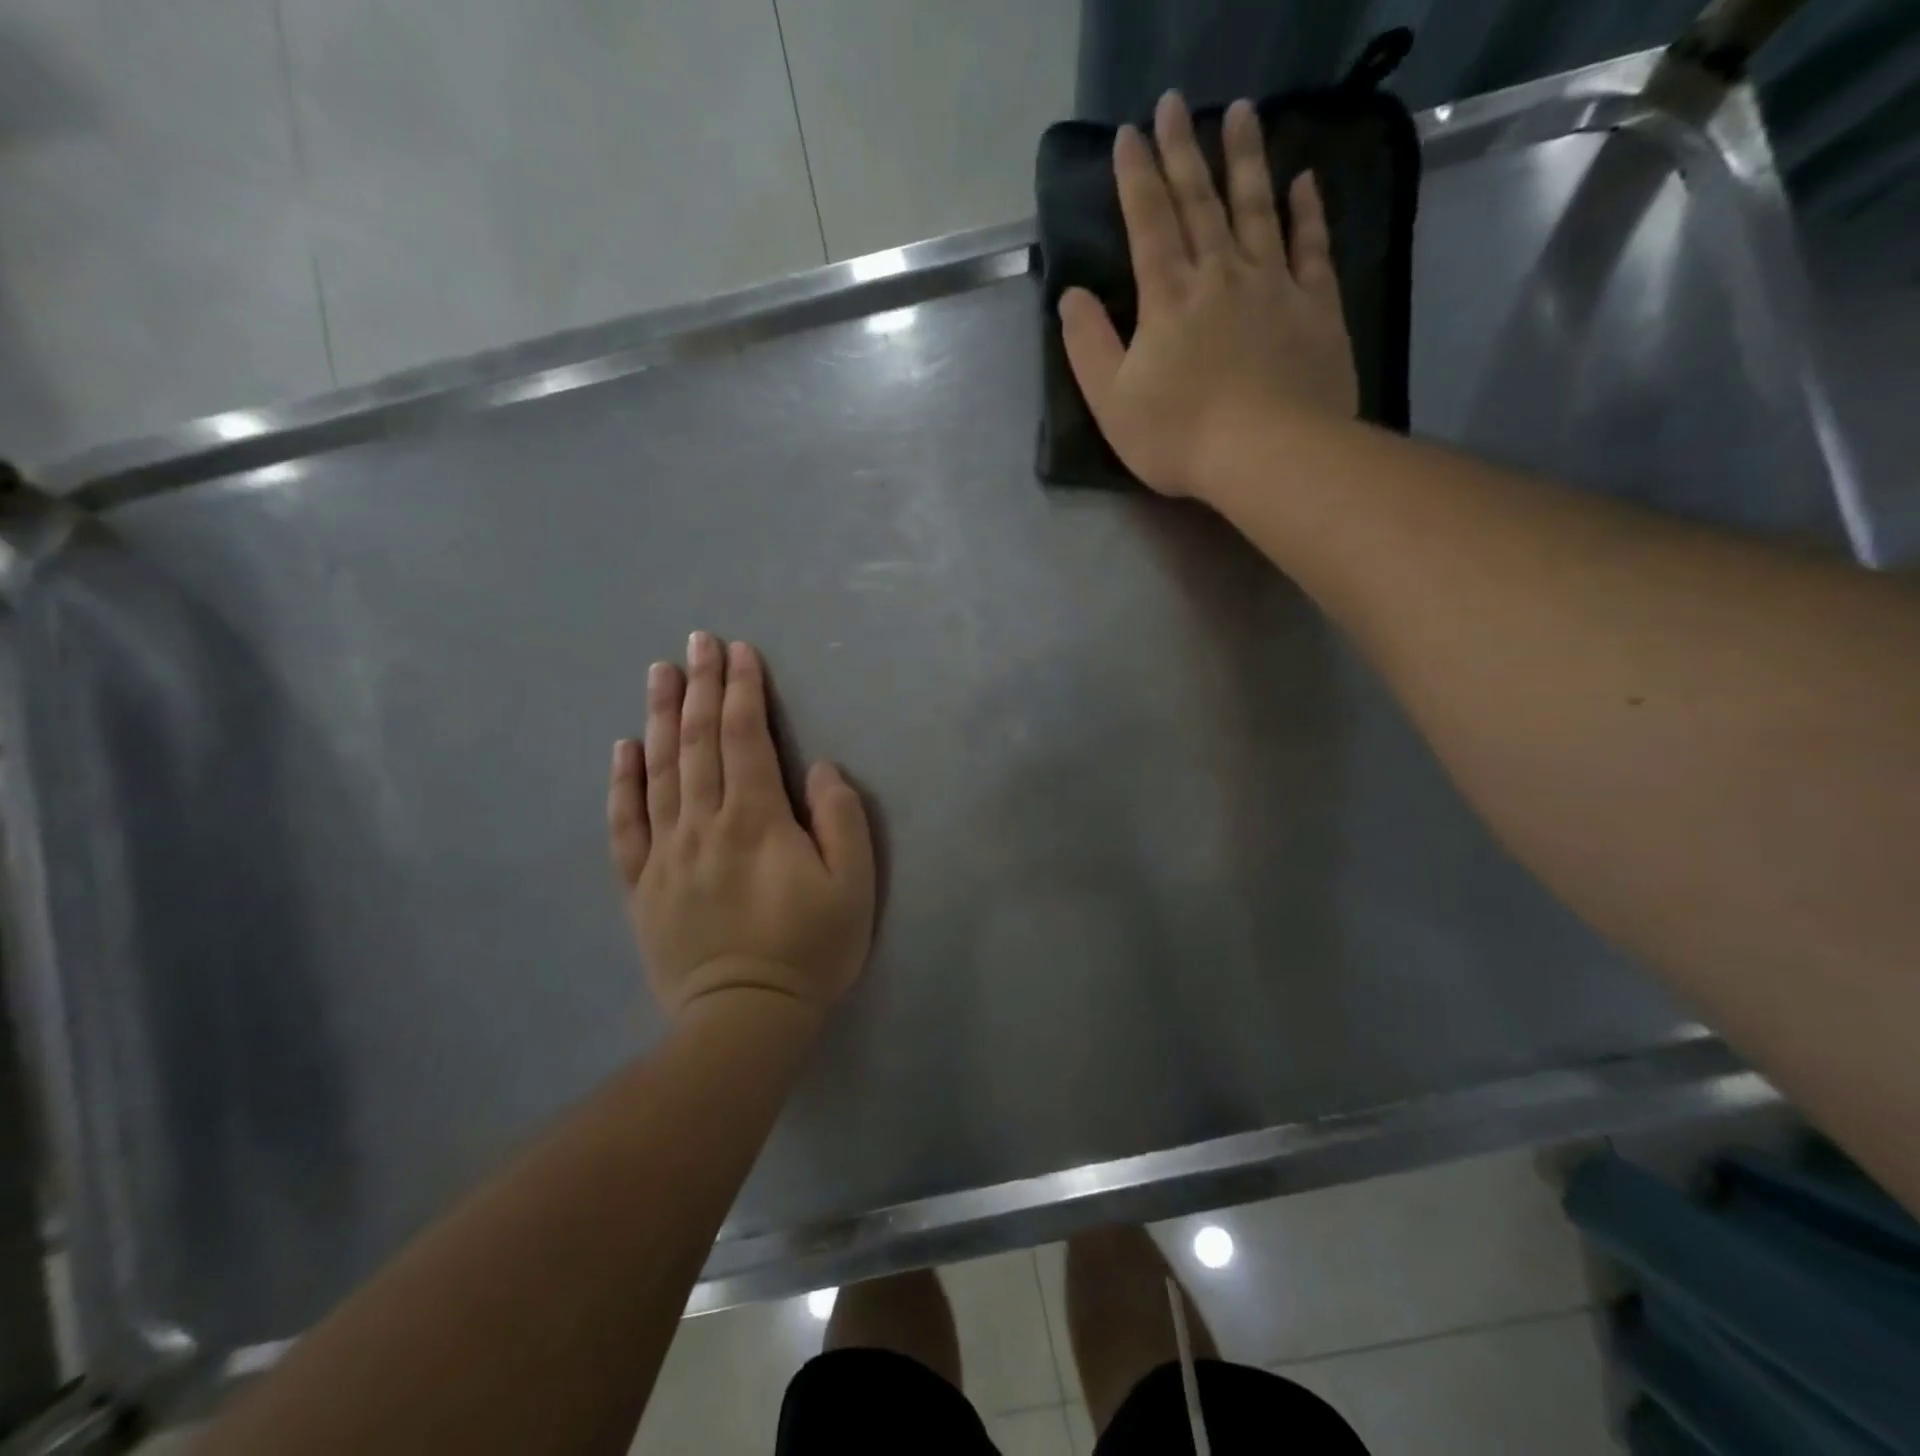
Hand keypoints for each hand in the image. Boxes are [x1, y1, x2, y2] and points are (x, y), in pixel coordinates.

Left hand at [607, 632, 874, 1028]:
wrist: (744, 1020)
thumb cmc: (809, 950)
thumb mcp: (853, 886)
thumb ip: (840, 819)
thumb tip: (818, 767)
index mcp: (756, 820)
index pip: (746, 738)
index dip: (743, 690)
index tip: (739, 651)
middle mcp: (704, 824)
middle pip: (699, 742)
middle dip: (701, 687)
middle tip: (697, 642)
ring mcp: (666, 854)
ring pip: (660, 771)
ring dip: (660, 717)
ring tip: (659, 673)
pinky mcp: (643, 885)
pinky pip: (626, 824)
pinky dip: (623, 783)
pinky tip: (622, 749)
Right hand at [1059, 92, 1358, 500]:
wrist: (1267, 454)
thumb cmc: (1179, 436)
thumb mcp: (1112, 402)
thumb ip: (1088, 346)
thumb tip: (1071, 297)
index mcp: (1168, 298)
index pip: (1148, 224)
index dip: (1136, 178)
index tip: (1129, 134)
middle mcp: (1220, 276)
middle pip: (1199, 203)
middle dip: (1184, 151)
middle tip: (1176, 102)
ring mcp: (1273, 286)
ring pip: (1257, 209)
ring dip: (1246, 159)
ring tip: (1241, 111)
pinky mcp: (1315, 306)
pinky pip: (1312, 247)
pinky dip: (1307, 212)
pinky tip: (1303, 182)